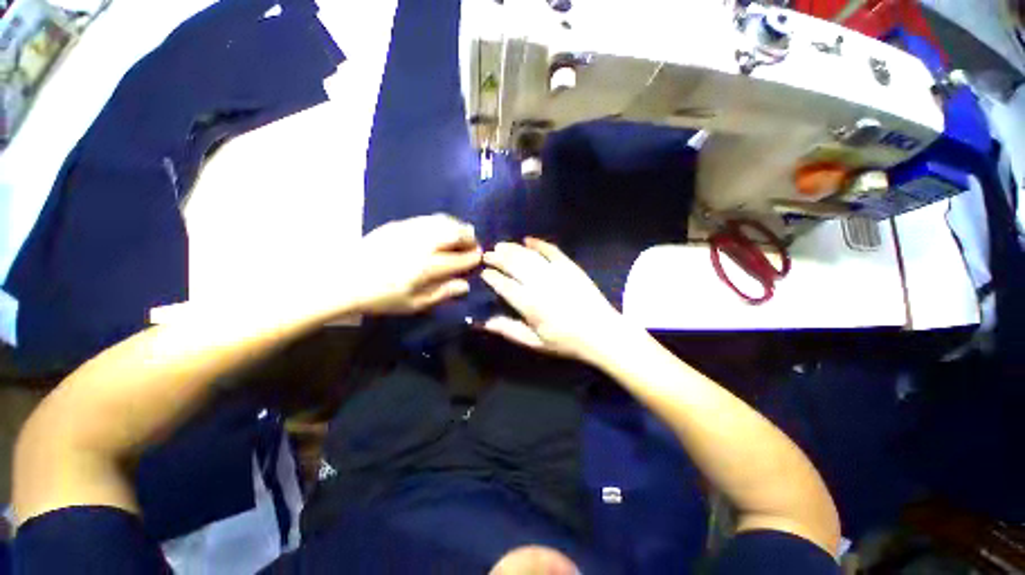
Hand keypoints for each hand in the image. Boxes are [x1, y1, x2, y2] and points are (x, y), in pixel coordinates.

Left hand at [353, 214, 480, 314]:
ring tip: (460, 234)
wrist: (343, 279)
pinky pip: (427, 219)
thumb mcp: (414, 304)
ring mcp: (410, 230)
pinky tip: (439, 231)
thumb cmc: (381, 297)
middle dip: (469, 237)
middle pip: (455, 232)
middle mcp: (423, 244)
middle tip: (472, 244)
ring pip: (442, 221)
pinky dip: (440, 223)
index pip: (461, 258)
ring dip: (457, 226)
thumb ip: (442, 293)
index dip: (474, 257)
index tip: (479, 257)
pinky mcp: (398, 224)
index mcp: (428, 266)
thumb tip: (465, 285)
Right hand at [481, 238, 624, 361]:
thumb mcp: (535, 343)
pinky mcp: (570, 267)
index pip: (505, 285)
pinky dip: (539, 243)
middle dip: (499, 258)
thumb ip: (510, 330)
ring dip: (513, 249)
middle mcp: (540, 285)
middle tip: (488, 254)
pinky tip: (528, 239)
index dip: (493, 277)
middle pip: (515, 265)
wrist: (601, 332)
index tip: (484, 272)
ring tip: (501, 245)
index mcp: (530, 305)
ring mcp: (556, 273)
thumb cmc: (566, 341)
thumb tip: (485, 322)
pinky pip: (551, 250)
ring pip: (529, 256)